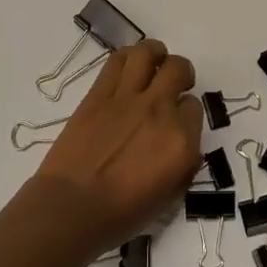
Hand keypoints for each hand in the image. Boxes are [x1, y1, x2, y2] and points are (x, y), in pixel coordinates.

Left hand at [32, 40, 202, 253]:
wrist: (71, 209)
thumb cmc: (122, 214)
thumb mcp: (170, 195)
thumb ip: (183, 163)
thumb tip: (182, 142)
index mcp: (181, 141)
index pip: (195, 108)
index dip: (187, 112)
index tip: (178, 121)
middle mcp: (159, 111)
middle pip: (178, 70)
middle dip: (181, 74)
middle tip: (174, 85)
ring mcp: (127, 99)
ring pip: (148, 53)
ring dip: (156, 53)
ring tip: (154, 63)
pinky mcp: (98, 95)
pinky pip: (117, 61)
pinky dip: (128, 59)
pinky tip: (129, 68)